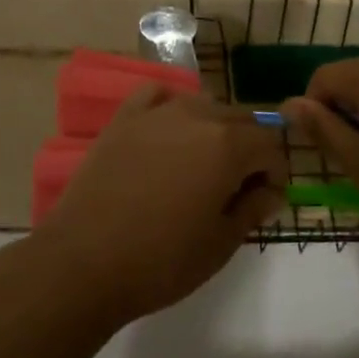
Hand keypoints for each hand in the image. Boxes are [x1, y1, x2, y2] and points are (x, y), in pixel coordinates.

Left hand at [35, 85, 286, 324]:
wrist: (83, 262)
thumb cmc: (161, 261)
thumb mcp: (220, 244)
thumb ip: (253, 209)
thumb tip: (271, 191)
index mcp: (227, 145)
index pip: (270, 145)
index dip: (275, 173)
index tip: (265, 200)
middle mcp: (197, 116)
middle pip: (240, 119)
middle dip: (249, 149)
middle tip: (236, 188)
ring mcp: (157, 112)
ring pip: (203, 105)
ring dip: (214, 129)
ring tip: (201, 165)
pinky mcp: (124, 117)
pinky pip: (158, 95)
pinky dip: (172, 107)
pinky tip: (168, 133)